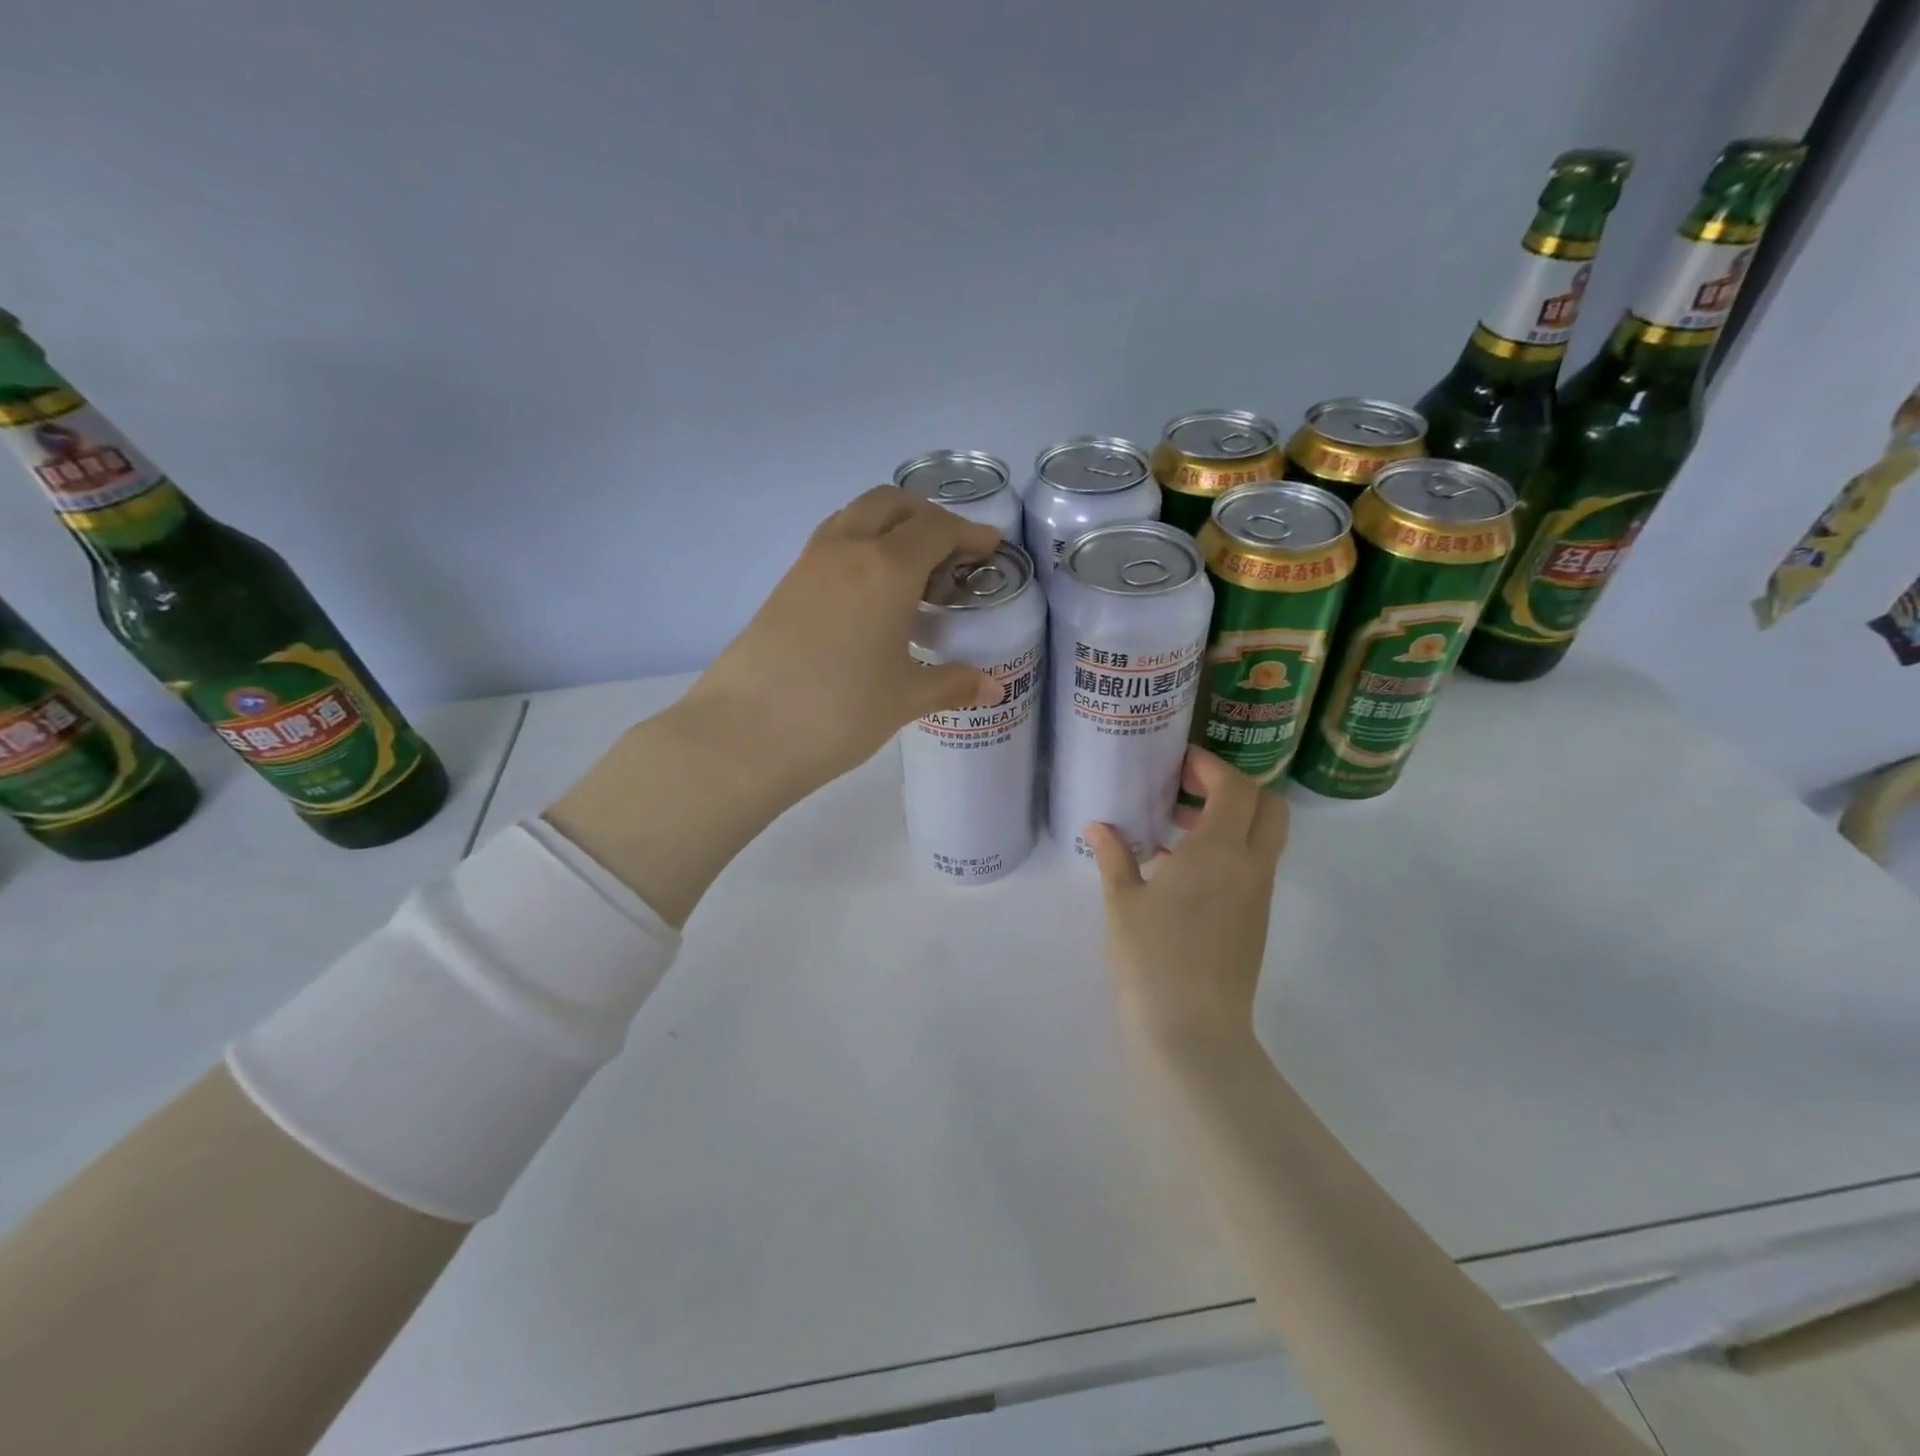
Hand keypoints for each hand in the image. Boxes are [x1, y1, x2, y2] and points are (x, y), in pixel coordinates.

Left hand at [679, 485, 1003, 799]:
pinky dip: (860, 546)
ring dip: (888, 525)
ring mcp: (809, 564)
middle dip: (927, 516)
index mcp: (886, 569)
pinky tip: (869, 593)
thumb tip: (993, 686)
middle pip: (892, 504)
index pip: (936, 529)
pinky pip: (831, 543)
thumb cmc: (840, 712)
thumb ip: (952, 684)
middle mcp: (847, 550)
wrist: (746, 733)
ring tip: (910, 569)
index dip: (969, 533)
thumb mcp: (905, 698)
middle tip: (950, 551)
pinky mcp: (784, 585)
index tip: (989, 547)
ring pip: (855, 516)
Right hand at [1088, 749, 1289, 1065]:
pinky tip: (1180, 872)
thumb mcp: (1122, 902)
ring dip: (1231, 820)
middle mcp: (1250, 866)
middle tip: (1189, 791)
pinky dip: (1228, 851)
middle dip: (1234, 788)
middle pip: (1268, 805)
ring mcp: (1259, 895)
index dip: (1211, 767)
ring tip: (1177, 828)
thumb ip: (1114, 856)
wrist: (1194, 1032)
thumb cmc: (1152, 958)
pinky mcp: (1257, 920)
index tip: (1179, 764)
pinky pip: (1253, 867)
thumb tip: (1098, 826)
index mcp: (1219, 851)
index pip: (1236, 788)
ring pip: (1264, 837)